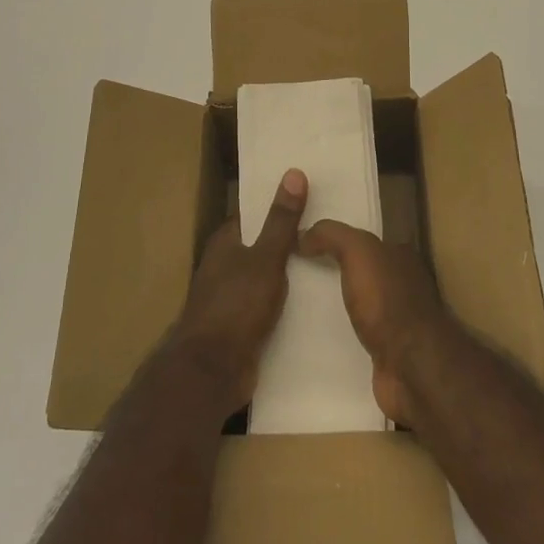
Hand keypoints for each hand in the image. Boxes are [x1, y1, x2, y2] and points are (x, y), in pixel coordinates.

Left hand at [170, 168, 306, 412]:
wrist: (212, 371)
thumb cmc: (236, 305)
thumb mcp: (266, 258)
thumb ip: (281, 220)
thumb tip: (294, 172)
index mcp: (225, 243)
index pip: (253, 214)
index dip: (278, 205)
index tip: (311, 197)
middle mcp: (225, 266)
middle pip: (261, 244)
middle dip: (290, 239)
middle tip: (329, 230)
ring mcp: (232, 297)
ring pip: (266, 276)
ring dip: (291, 273)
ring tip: (331, 262)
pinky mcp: (241, 325)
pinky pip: (268, 305)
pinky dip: (287, 301)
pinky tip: (315, 301)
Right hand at [298, 220, 452, 425]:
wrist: (412, 368)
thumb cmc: (387, 301)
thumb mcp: (359, 251)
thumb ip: (332, 235)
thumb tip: (303, 234)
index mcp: (402, 256)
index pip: (366, 241)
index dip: (339, 239)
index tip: (305, 245)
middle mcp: (404, 284)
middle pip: (363, 272)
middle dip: (335, 272)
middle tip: (297, 276)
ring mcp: (398, 321)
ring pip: (361, 304)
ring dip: (338, 306)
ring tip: (300, 308)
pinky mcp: (388, 352)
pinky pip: (358, 336)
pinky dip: (342, 335)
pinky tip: (318, 338)